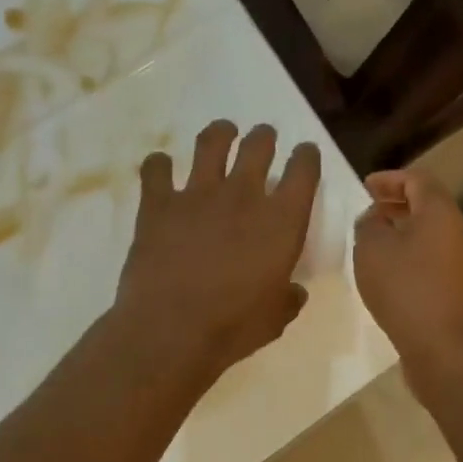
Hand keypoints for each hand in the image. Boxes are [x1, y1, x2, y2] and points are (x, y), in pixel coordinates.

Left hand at [115, 120, 320, 379]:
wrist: (171, 329)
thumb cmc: (233, 326)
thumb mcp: (276, 318)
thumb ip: (288, 298)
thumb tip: (293, 291)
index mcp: (281, 220)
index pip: (303, 170)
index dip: (306, 157)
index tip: (305, 154)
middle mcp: (243, 195)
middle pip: (258, 145)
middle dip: (264, 137)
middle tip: (263, 138)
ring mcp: (197, 194)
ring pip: (211, 143)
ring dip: (220, 133)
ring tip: (223, 132)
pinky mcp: (158, 204)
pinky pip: (156, 169)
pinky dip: (158, 165)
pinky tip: (161, 167)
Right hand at [353, 169, 462, 387]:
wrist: (447, 349)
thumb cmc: (406, 290)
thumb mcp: (372, 250)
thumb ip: (369, 225)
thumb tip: (376, 218)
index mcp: (441, 213)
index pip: (418, 180)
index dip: (390, 178)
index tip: (365, 187)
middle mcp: (460, 233)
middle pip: (429, 208)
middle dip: (397, 206)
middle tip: (369, 213)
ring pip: (433, 237)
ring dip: (405, 235)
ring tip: (376, 246)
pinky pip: (436, 264)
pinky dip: (414, 260)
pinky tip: (392, 278)